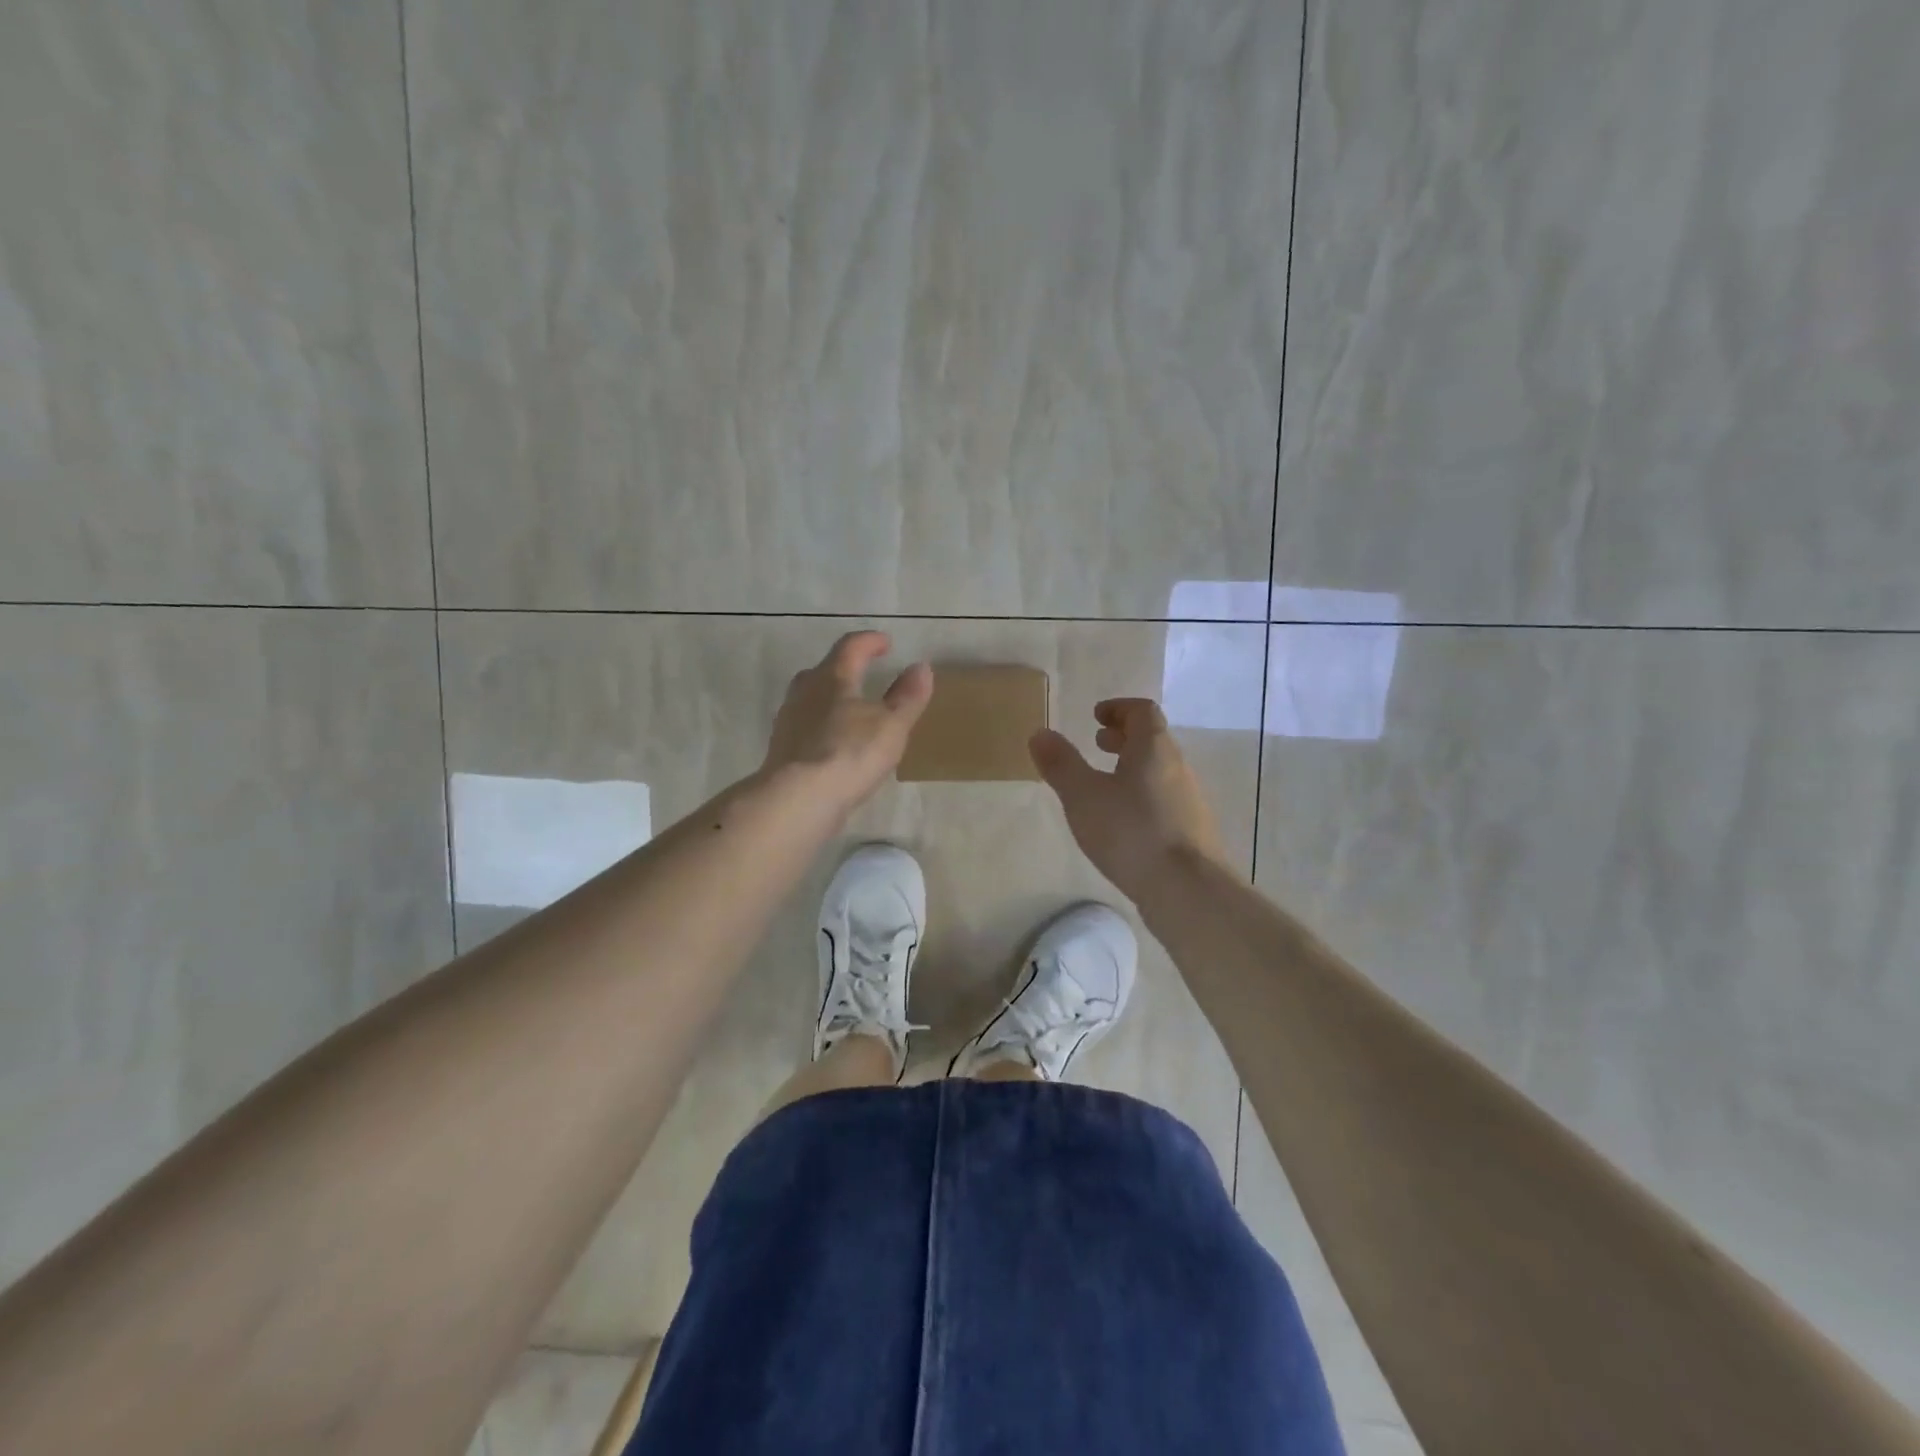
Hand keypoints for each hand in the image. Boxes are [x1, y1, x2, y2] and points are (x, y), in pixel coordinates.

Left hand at [763, 632, 933, 815]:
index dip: (870, 642)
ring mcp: (788, 721)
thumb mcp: (891, 725)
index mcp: (831, 677)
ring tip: (852, 711)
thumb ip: (907, 696)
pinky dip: (822, 727)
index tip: (886, 643)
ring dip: (831, 699)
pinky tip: (835, 744)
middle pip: (823, 671)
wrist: (798, 799)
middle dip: (845, 669)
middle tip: (864, 674)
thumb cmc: (850, 753)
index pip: (850, 647)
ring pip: (811, 700)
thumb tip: (921, 667)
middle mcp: (804, 692)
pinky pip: (806, 728)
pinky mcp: (782, 750)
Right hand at [1029, 698, 1228, 897]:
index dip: (1118, 708)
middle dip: (1123, 737)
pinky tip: (1123, 822)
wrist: (1187, 889)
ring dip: (1132, 767)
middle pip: (1152, 740)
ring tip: (1104, 784)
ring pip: (1158, 771)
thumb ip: (1061, 763)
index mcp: (1154, 748)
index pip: (1142, 711)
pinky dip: (1141, 795)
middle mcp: (1177, 767)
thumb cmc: (1131, 832)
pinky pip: (1163, 799)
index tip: (1096, 716)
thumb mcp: (1083, 796)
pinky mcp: (1191, 831)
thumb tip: (1040, 733)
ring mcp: (1188, 800)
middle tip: (1097, 744)